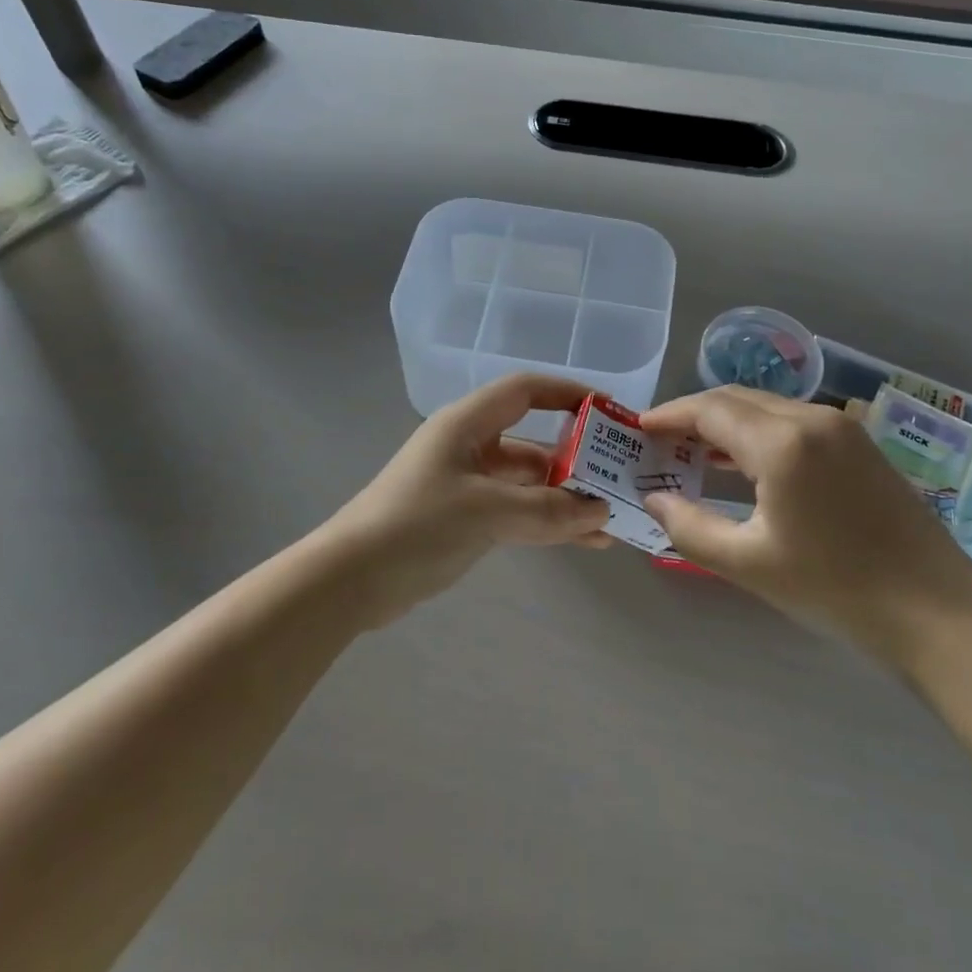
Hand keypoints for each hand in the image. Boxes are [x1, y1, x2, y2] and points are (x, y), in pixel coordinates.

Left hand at [319, 374, 610, 623]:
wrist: (350, 580)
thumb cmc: (417, 526)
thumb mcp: (487, 512)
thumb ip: (547, 511)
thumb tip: (600, 511)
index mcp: (467, 424)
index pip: (526, 391)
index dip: (569, 394)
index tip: (610, 412)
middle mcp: (469, 446)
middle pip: (533, 441)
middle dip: (577, 458)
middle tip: (620, 477)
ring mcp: (467, 484)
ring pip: (528, 482)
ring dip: (566, 498)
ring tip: (611, 519)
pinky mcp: (464, 518)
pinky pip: (516, 510)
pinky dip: (546, 521)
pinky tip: (583, 540)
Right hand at [637, 387, 971, 666]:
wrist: (938, 611)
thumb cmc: (837, 588)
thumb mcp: (749, 564)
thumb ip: (690, 527)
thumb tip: (654, 499)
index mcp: (782, 441)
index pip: (710, 409)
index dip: (669, 415)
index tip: (639, 429)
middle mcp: (812, 418)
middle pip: (737, 399)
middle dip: (693, 415)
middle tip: (660, 442)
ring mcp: (841, 428)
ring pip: (766, 408)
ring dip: (726, 423)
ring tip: (692, 452)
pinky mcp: (859, 444)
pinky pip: (792, 422)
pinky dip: (757, 433)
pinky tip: (742, 464)